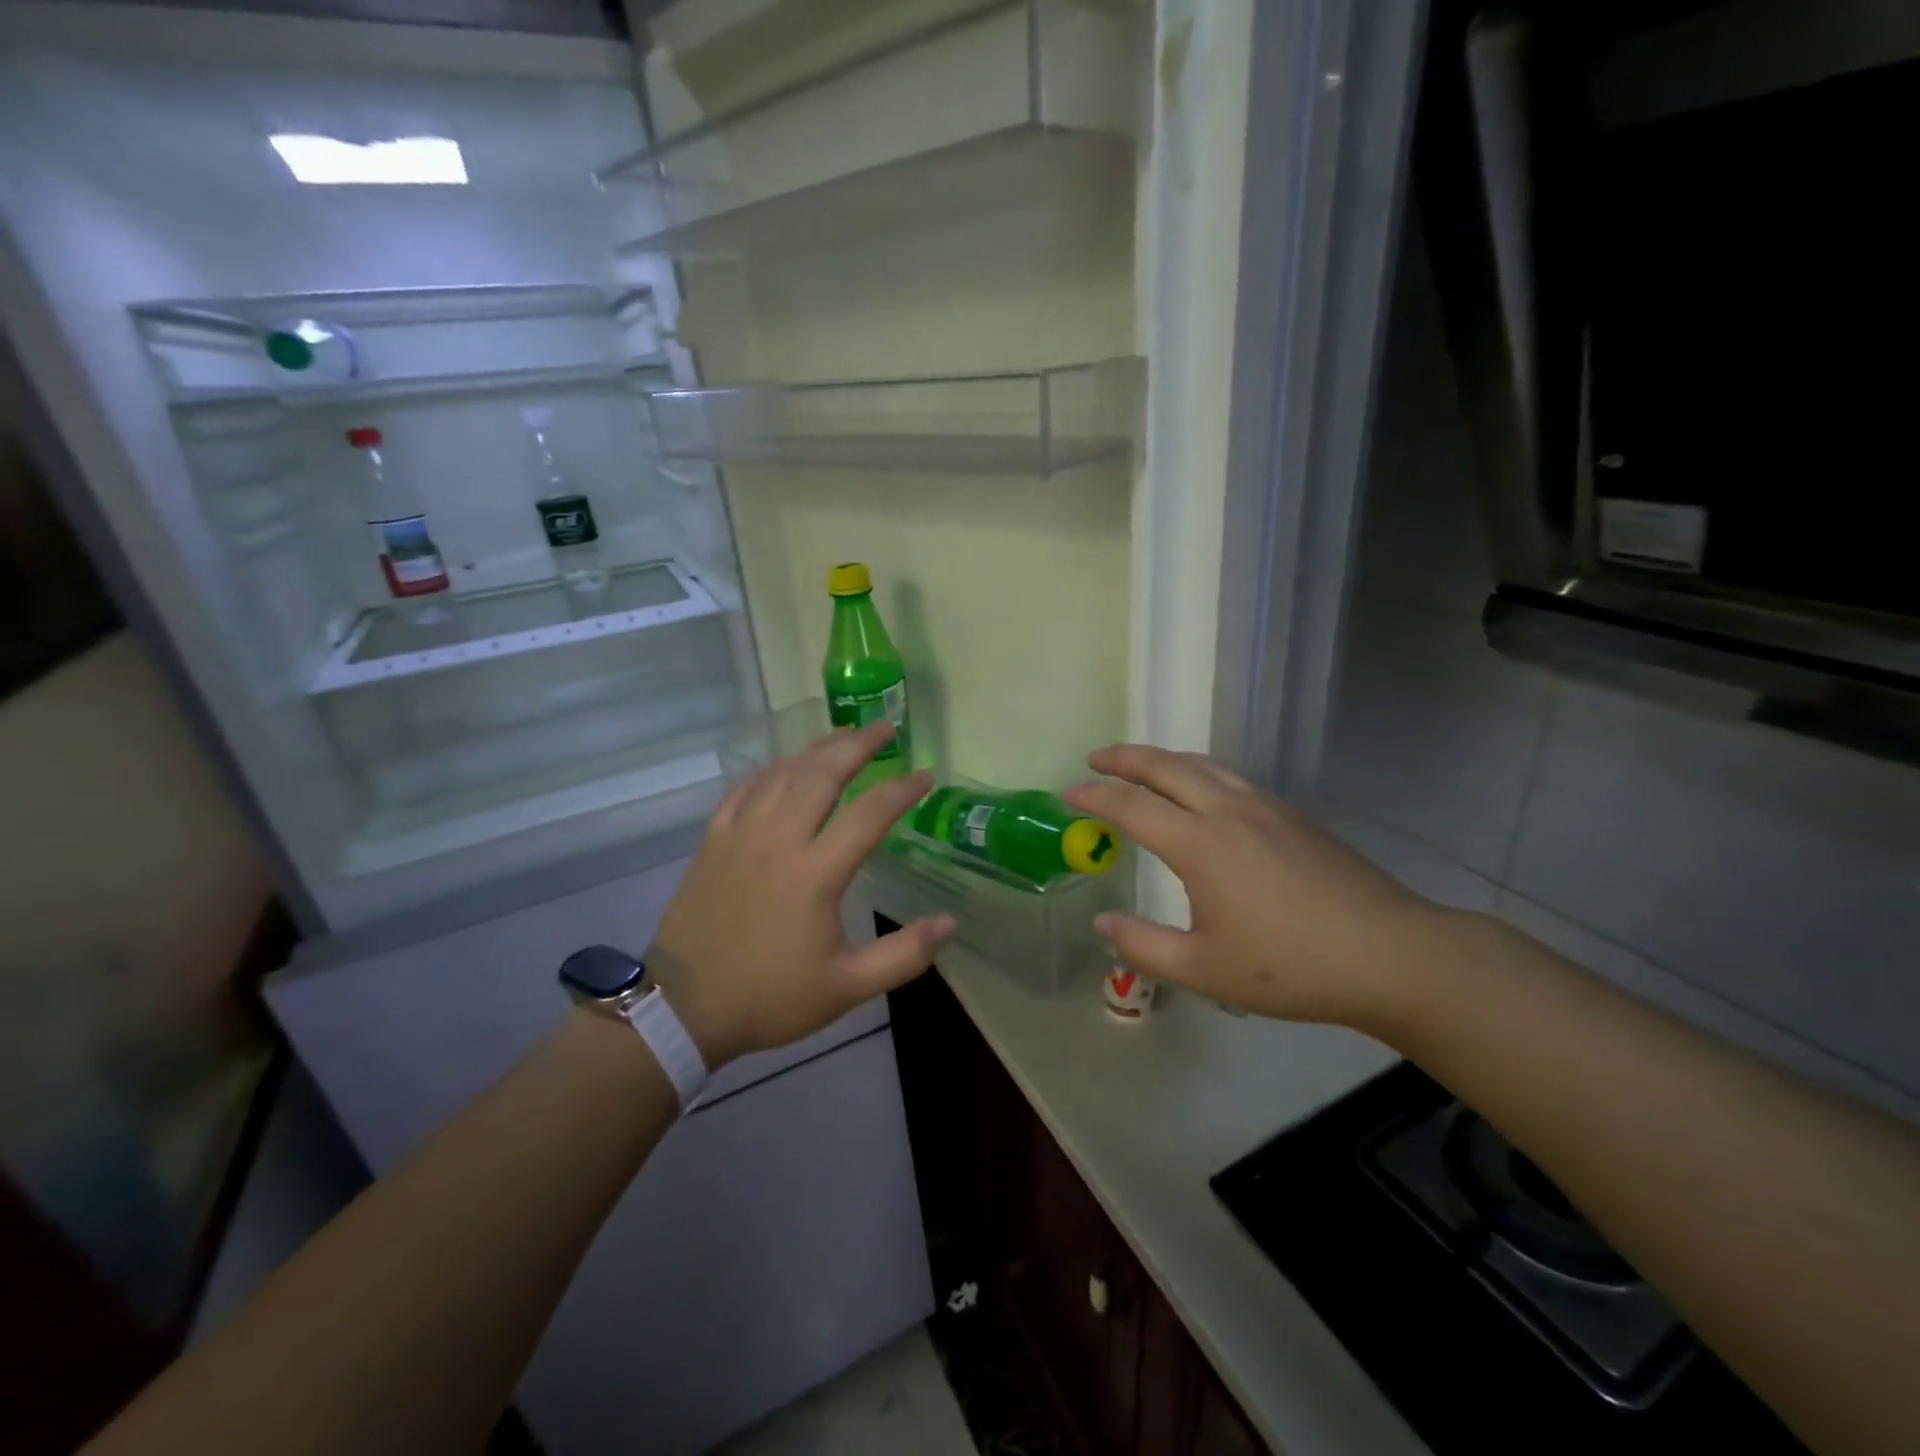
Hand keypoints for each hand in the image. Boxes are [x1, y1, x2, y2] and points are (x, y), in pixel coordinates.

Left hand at [647, 722, 954, 1067]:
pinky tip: (785, 766)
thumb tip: (950, 921)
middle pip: (823, 773)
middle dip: (858, 744)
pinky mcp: (714, 840)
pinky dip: (771, 770)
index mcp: (815, 873)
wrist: (685, 1008)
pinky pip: (746, 788)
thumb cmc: (771, 996)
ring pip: (784, 773)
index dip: (902, 790)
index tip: (924, 777)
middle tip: (884, 728)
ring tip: (843, 735)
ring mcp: (741, 834)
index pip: (869, 813)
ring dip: (817, 749)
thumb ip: (904, 955)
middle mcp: (779, 839)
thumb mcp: (848, 987)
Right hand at [1060, 745, 1450, 1031]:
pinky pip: (1232, 778)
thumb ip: (1144, 946)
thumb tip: (1102, 924)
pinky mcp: (1294, 816)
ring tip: (1142, 767)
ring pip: (1204, 765)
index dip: (1095, 796)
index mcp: (1201, 844)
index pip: (1132, 806)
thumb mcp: (1205, 970)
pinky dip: (1199, 772)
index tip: (1068, 793)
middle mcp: (1229, 812)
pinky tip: (1203, 793)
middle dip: (1125, 757)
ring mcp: (1266, 808)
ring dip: (1164, 759)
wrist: (1392, 954)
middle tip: (1096, 758)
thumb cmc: (1291, 967)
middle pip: (1167, 766)